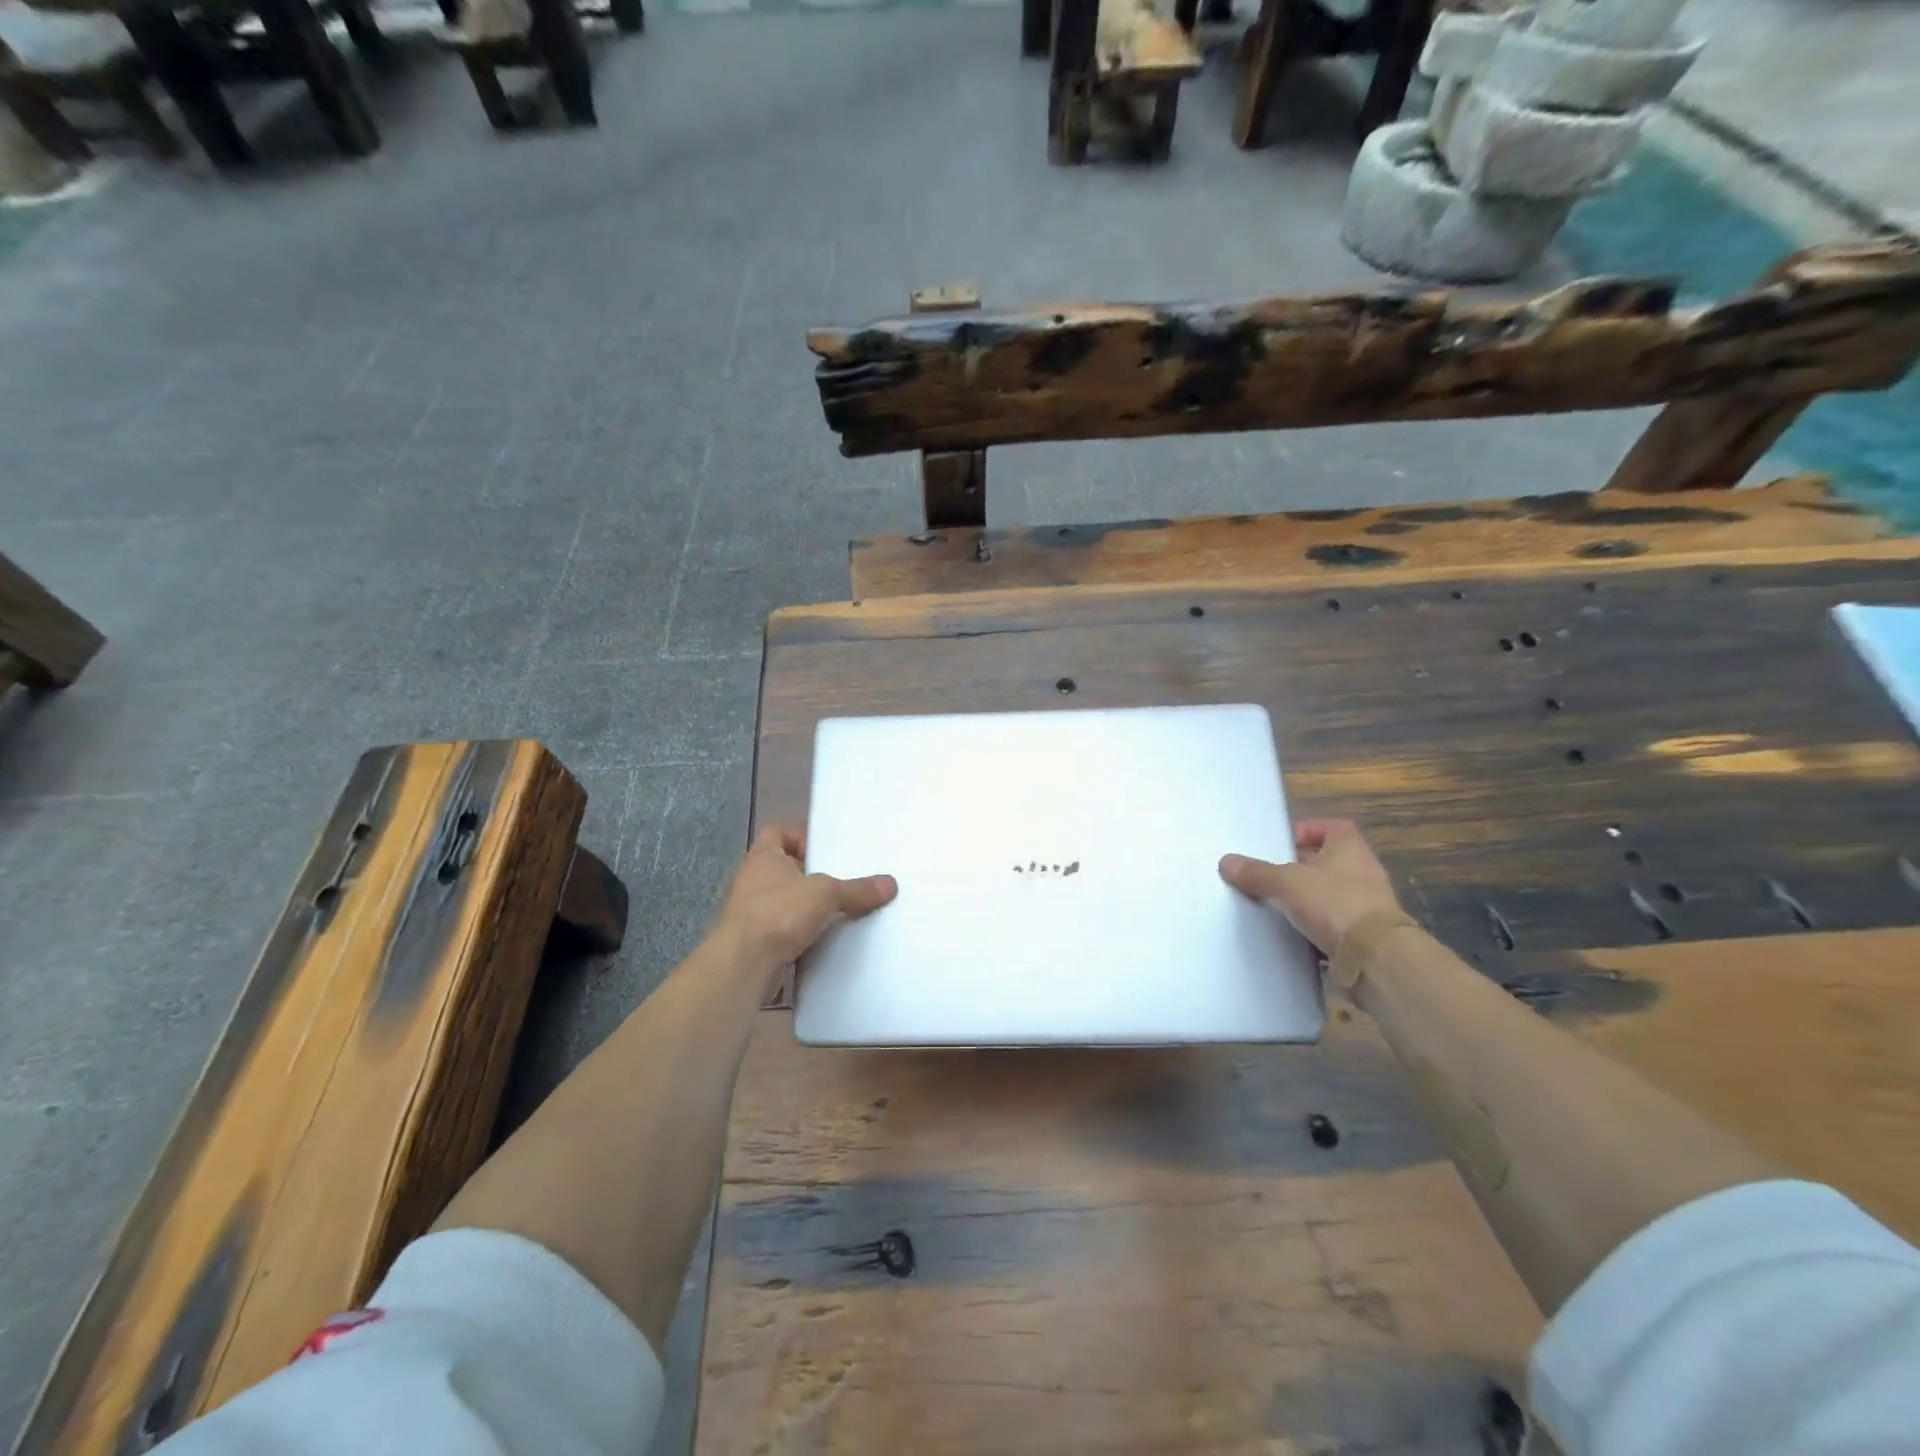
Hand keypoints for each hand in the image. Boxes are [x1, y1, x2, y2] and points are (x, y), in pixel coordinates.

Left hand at [714, 825, 896, 969]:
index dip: (801, 837)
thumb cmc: (779, 912)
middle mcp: (753, 879)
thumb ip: (857, 889)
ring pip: (785, 901)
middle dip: (812, 875)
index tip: (826, 851)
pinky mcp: (756, 940)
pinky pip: (784, 929)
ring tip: (839, 910)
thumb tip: (891, 885)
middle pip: (786, 868)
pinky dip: (802, 932)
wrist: (744, 964)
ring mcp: (751, 911)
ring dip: (807, 906)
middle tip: (843, 879)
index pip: (778, 832)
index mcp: (763, 856)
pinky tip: (825, 938)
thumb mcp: (826, 894)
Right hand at [1219, 819, 1403, 954]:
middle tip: (1267, 875)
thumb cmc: (1334, 903)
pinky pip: (1332, 923)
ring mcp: (1366, 905)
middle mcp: (1362, 871)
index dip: (1306, 831)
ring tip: (1274, 905)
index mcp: (1349, 848)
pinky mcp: (1364, 935)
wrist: (1375, 958)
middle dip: (1297, 867)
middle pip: (1326, 861)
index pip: (1331, 827)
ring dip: (1306, 898)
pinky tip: (1291, 932)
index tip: (1280, 844)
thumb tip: (1226, 862)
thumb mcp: (1286, 882)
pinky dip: (1314, 926)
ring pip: (1328, 893)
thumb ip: (1256, 872)